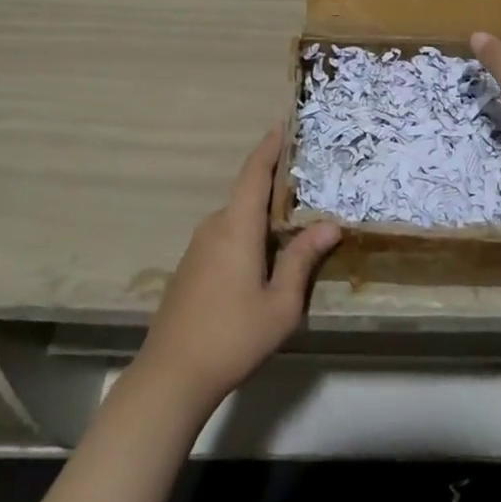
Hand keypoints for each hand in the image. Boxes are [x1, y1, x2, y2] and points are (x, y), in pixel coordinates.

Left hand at [133, 126, 340, 413]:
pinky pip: (224, 236)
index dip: (269, 147)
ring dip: (261, 214)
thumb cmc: (232, 337)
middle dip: (274, 184)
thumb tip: (330, 225)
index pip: (254, 172)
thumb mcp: (280, 305)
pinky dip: (246, 233)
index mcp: (237, 226)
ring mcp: (197, 247)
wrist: (170, 377)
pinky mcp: (190, 268)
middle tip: (305, 182)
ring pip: (236, 218)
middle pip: (247, 193)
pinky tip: (261, 257)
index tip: (282, 124)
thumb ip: (303, 260)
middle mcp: (215, 226)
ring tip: (291, 222)